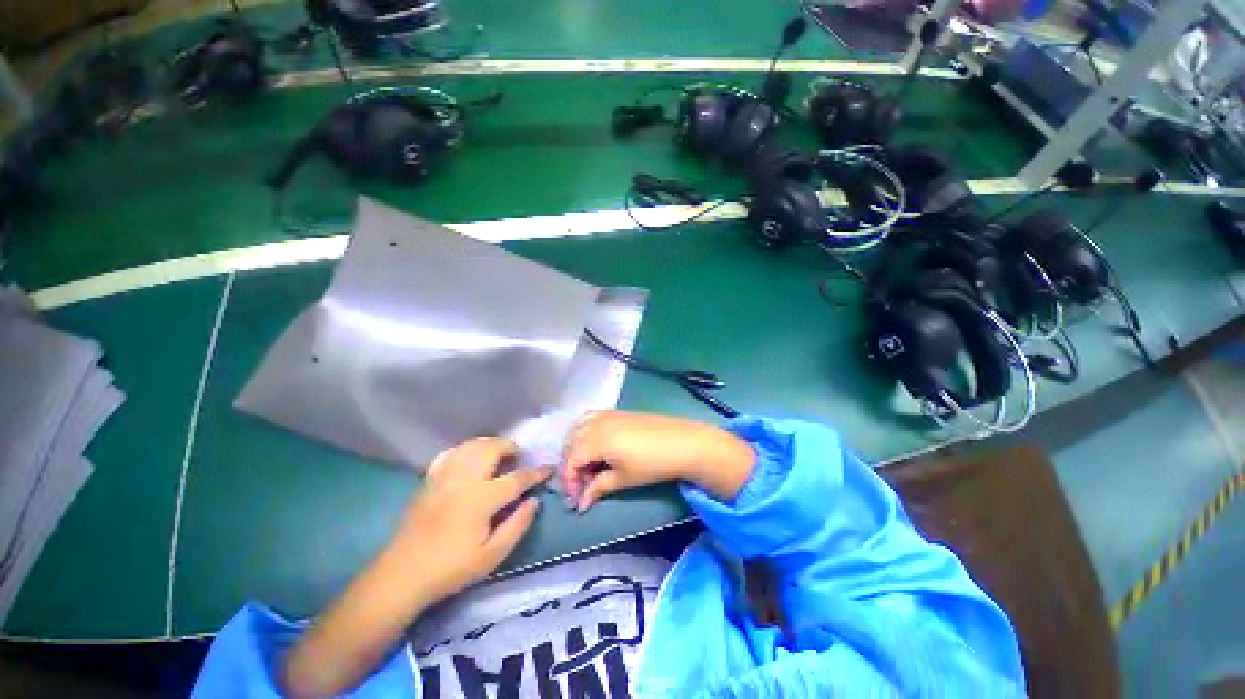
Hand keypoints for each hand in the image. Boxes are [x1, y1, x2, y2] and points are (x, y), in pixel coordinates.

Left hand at [388, 437, 551, 606]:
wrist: (403, 575)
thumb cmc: (451, 568)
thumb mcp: (492, 555)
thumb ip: (518, 525)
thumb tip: (534, 501)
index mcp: (481, 499)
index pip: (517, 478)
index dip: (536, 472)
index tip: (548, 468)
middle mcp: (463, 479)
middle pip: (492, 448)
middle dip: (511, 448)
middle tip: (519, 459)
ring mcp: (444, 476)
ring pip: (472, 445)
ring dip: (490, 445)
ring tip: (499, 456)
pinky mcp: (430, 479)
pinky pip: (451, 453)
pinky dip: (466, 450)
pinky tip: (470, 460)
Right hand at [562, 411, 754, 511]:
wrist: (682, 442)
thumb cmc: (651, 464)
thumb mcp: (623, 479)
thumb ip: (598, 488)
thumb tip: (581, 503)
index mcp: (595, 439)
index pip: (570, 460)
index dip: (570, 481)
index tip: (577, 498)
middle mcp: (596, 422)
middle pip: (571, 442)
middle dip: (573, 464)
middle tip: (585, 484)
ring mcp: (607, 414)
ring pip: (578, 427)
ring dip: (577, 446)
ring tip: (589, 464)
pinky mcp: (618, 411)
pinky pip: (591, 418)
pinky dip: (586, 431)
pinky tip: (598, 445)